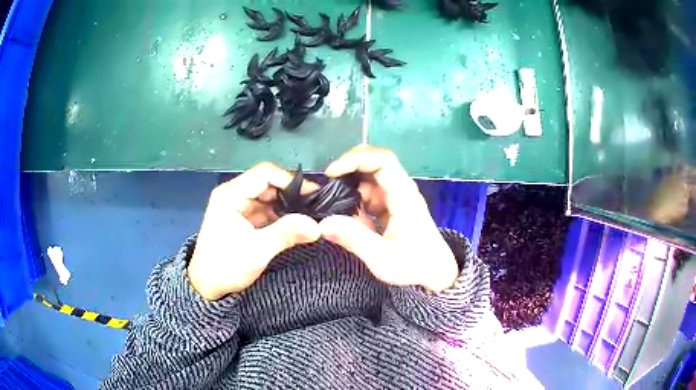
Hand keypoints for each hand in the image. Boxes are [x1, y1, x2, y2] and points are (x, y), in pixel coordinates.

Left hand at [188, 163, 320, 299]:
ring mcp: (236, 205)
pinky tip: (293, 224)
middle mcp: (233, 194)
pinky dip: (278, 214)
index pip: (265, 173)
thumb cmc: (226, 267)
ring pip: (267, 196)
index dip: (290, 180)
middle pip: (267, 182)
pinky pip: (263, 208)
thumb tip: (317, 226)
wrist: (206, 286)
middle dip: (291, 194)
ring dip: (286, 205)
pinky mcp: (240, 216)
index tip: (314, 194)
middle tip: (315, 207)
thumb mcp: (257, 251)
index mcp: (231, 195)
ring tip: (308, 216)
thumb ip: (286, 233)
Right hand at [319, 146, 457, 291]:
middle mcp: (400, 191)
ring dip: (349, 189)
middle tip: (325, 187)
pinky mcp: (390, 209)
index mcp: (404, 196)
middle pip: (373, 165)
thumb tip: (323, 223)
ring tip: (331, 206)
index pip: (382, 160)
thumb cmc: (414, 266)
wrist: (435, 276)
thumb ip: (354, 239)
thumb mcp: (383, 258)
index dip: (356, 159)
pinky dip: (354, 203)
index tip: (332, 174)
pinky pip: (368, 197)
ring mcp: (396, 199)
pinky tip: (345, 219)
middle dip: (347, 171)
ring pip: (368, 181)